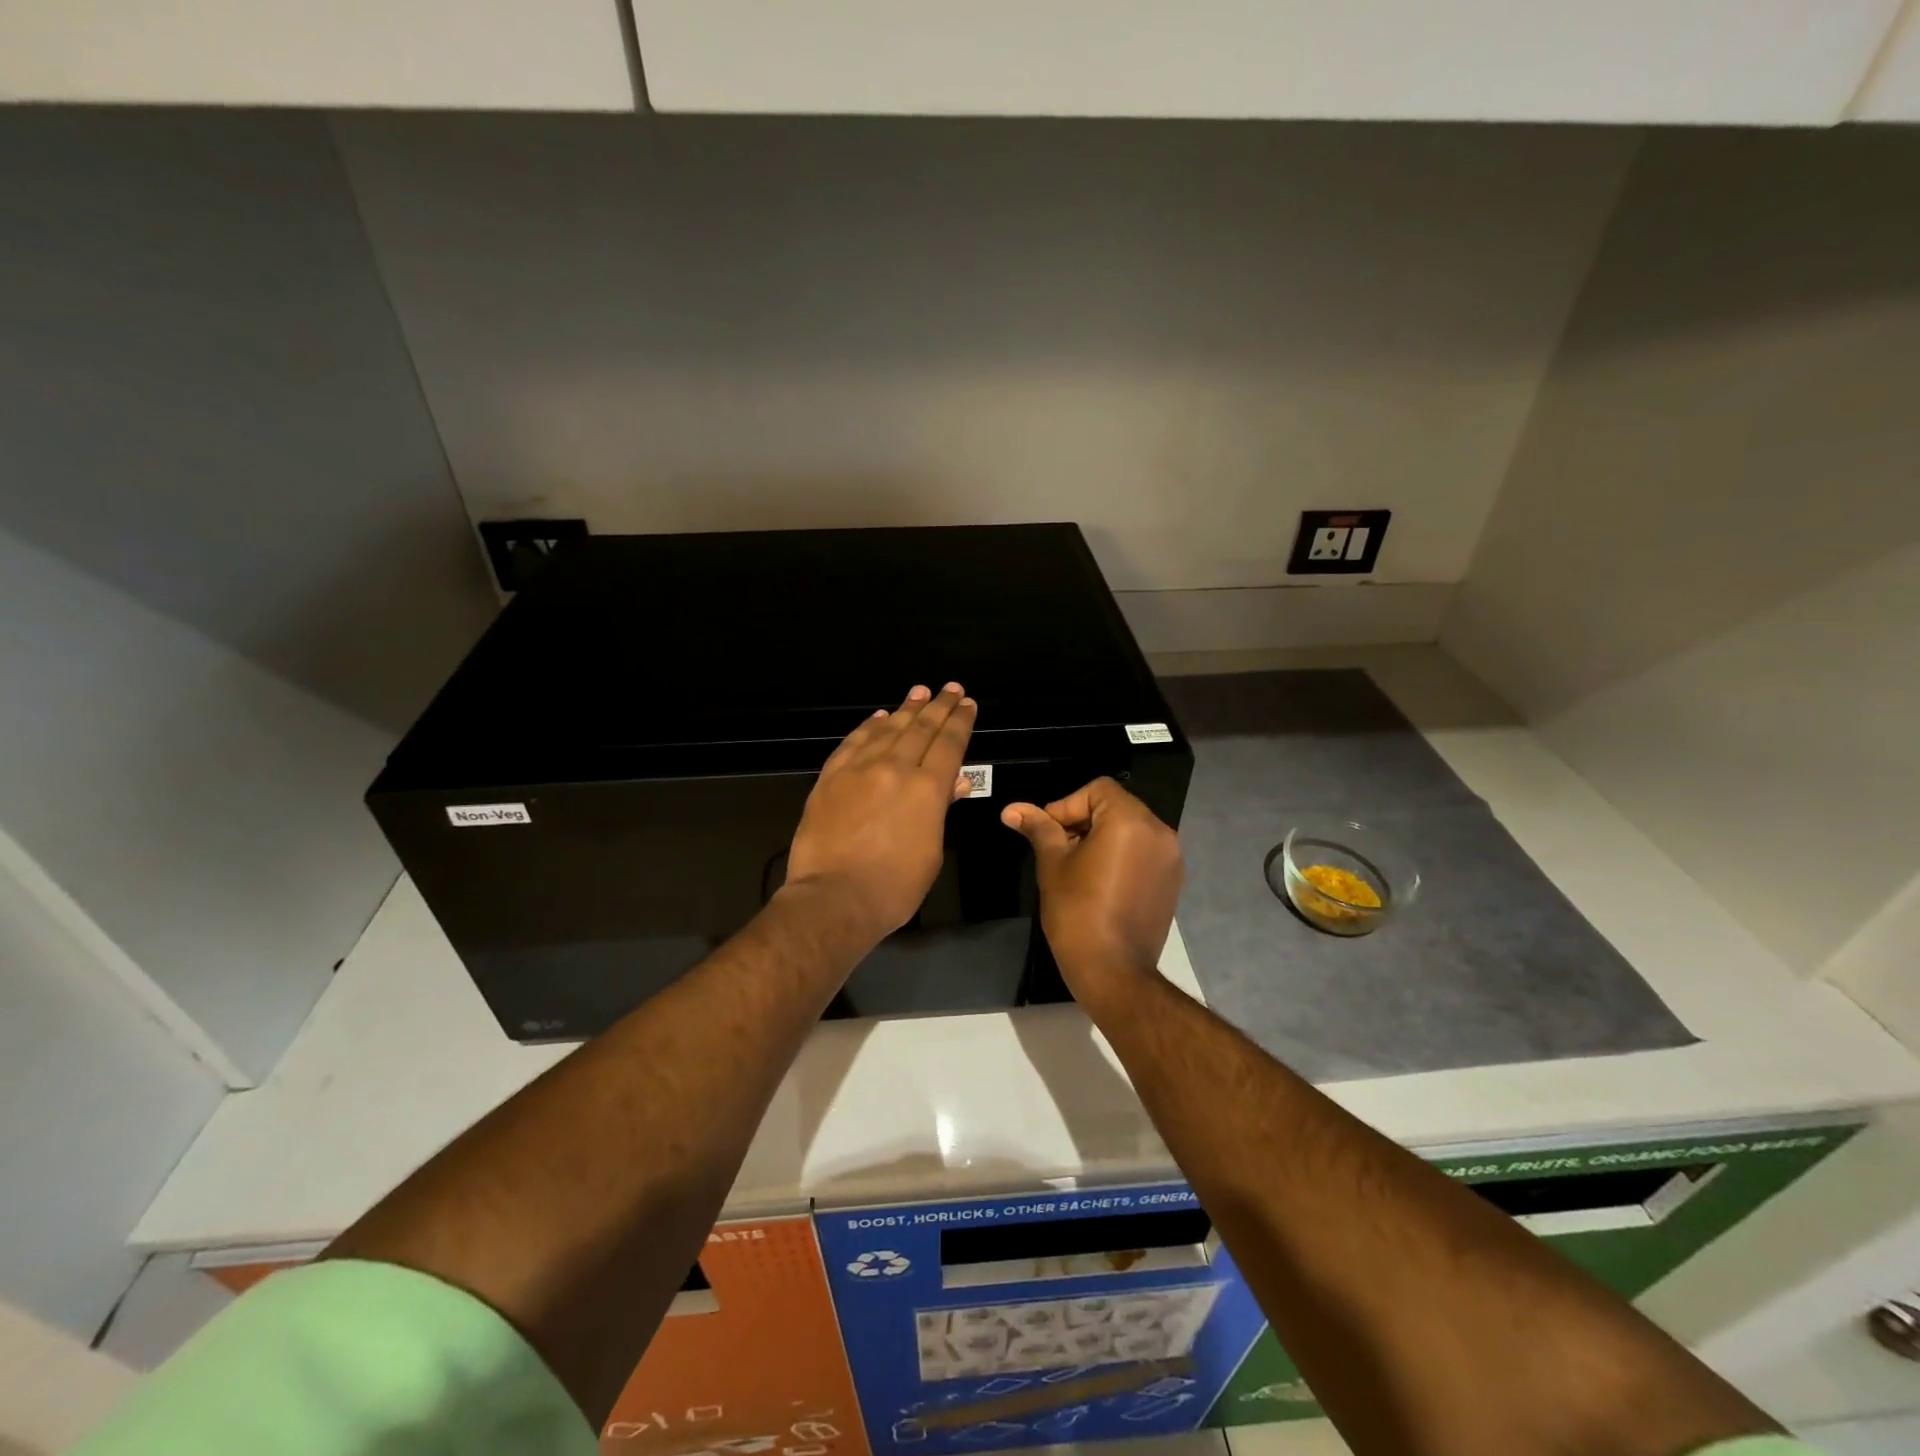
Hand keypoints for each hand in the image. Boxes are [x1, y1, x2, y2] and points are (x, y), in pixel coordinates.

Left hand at [784, 683, 977, 943]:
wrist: (833, 898)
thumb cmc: (894, 887)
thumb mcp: (931, 851)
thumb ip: (940, 810)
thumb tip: (954, 781)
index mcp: (927, 788)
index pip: (949, 744)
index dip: (960, 721)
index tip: (967, 703)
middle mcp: (895, 768)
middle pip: (921, 729)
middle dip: (938, 706)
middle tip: (950, 688)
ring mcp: (859, 770)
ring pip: (887, 729)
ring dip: (906, 709)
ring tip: (919, 693)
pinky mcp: (830, 778)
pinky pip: (853, 742)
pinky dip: (868, 727)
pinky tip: (878, 717)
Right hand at [1001, 778, 1183, 997]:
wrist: (1114, 971)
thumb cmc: (1077, 912)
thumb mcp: (1052, 864)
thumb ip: (1038, 829)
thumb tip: (1012, 809)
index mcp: (1130, 820)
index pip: (1097, 790)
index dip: (1066, 805)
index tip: (1048, 833)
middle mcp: (1159, 832)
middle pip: (1115, 806)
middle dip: (1083, 821)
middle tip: (1058, 849)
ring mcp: (1171, 858)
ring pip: (1130, 829)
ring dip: (1102, 837)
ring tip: (1077, 867)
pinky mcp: (1172, 881)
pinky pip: (1144, 852)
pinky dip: (1121, 855)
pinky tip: (1100, 882)